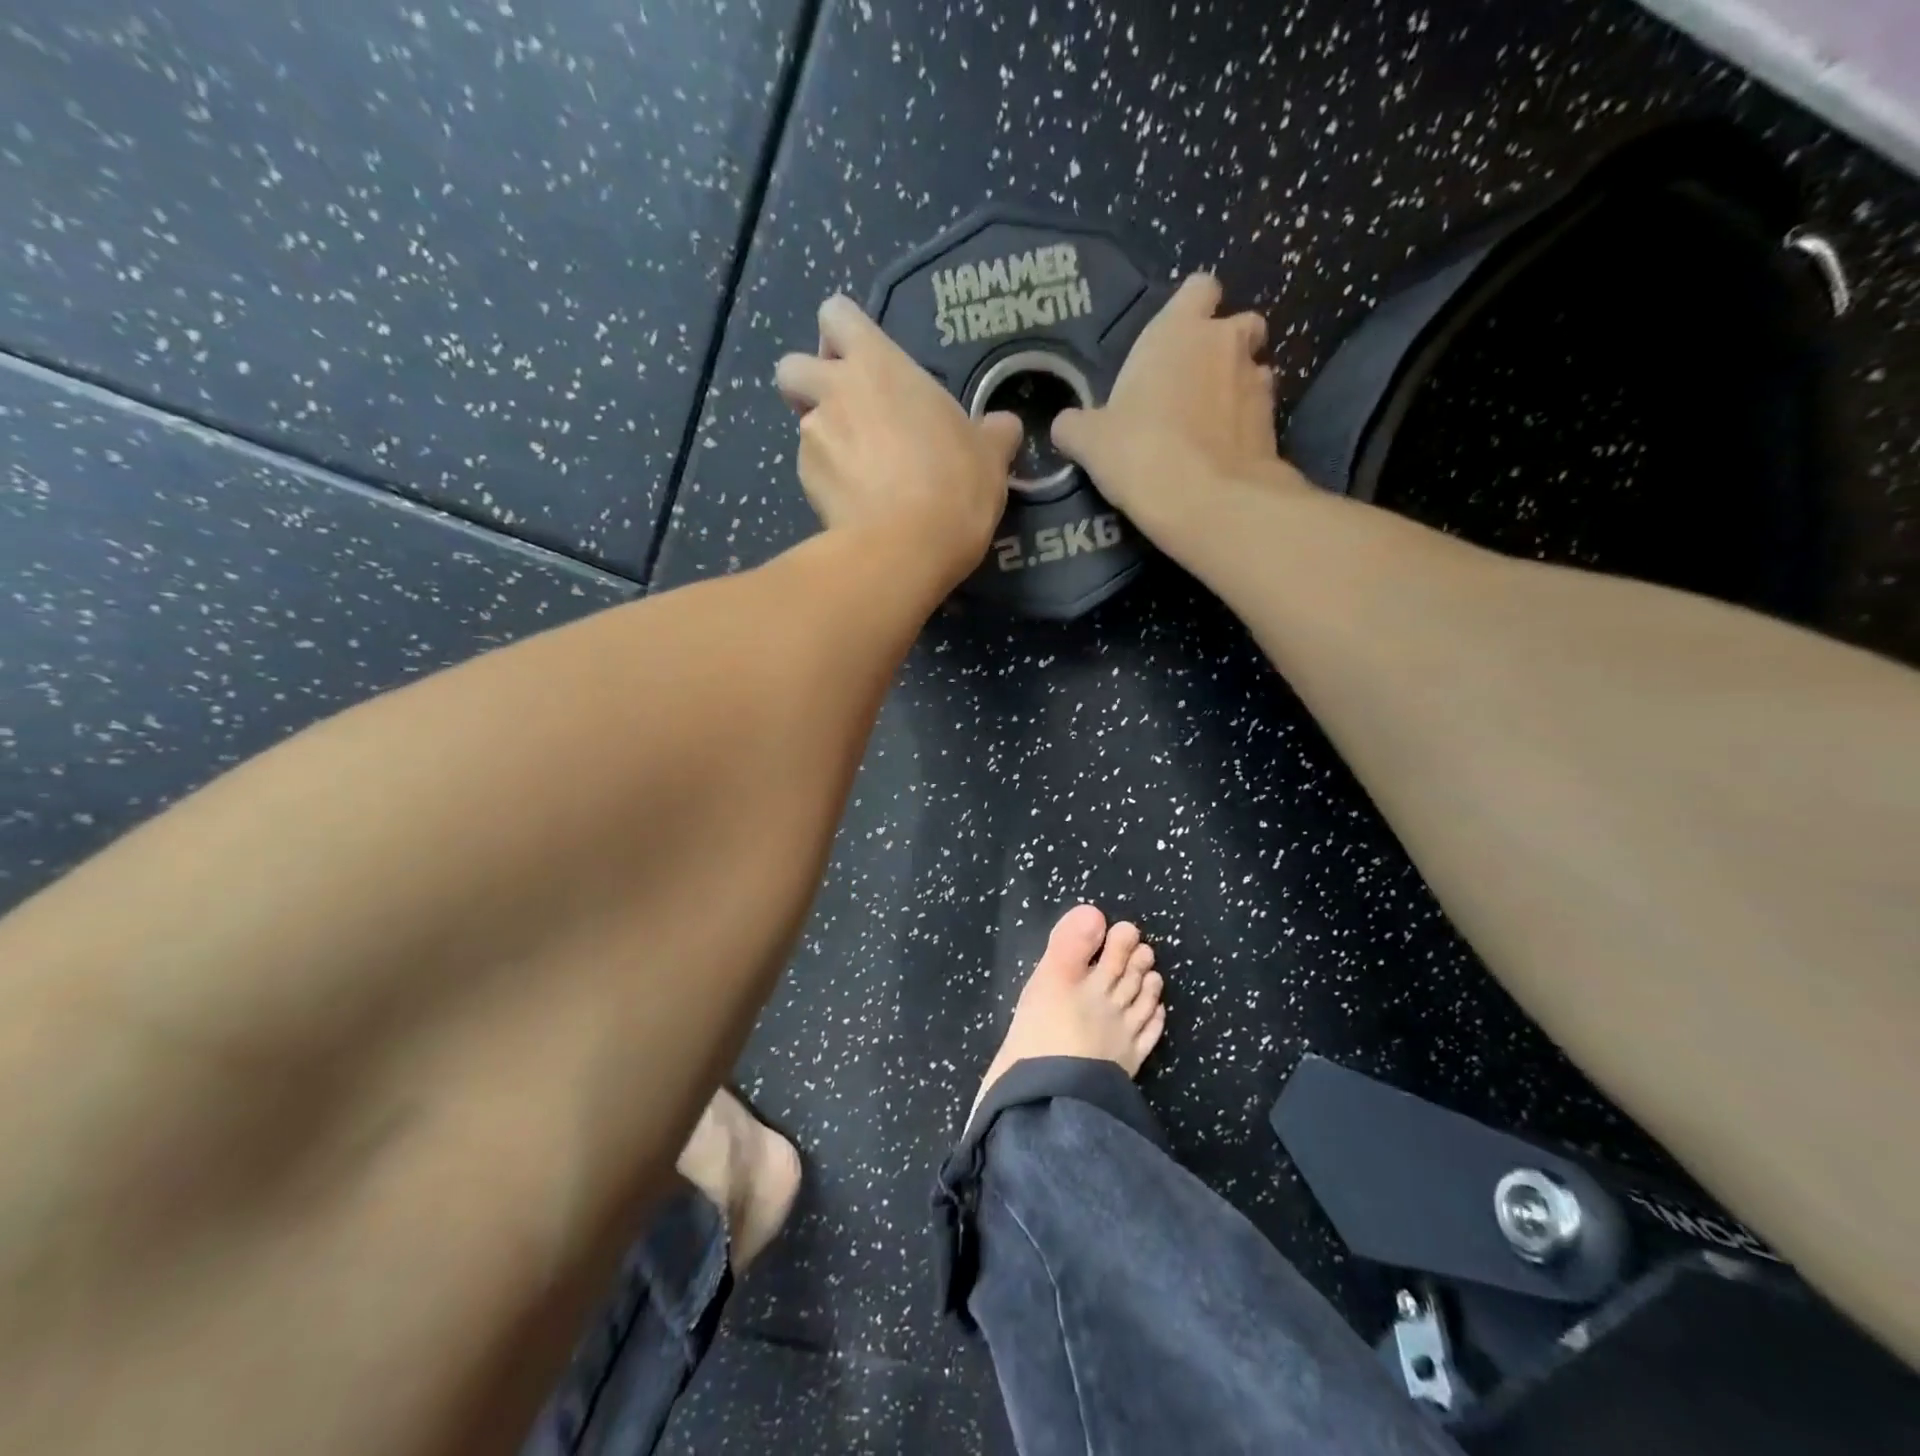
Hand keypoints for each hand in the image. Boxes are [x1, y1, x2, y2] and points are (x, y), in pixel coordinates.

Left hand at [776, 295, 1020, 583]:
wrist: (906, 547)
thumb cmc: (954, 486)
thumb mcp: (990, 456)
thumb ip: (993, 432)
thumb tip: (1004, 427)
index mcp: (879, 365)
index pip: (836, 315)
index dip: (842, 336)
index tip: (862, 365)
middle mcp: (835, 391)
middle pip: (792, 366)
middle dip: (809, 385)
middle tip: (846, 414)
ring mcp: (812, 438)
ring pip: (801, 424)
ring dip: (822, 439)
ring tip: (859, 472)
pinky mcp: (804, 483)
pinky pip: (810, 470)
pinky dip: (828, 482)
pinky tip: (856, 504)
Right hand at [1051, 274, 1302, 535]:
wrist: (1206, 500)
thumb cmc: (1140, 452)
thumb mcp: (1089, 442)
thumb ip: (1076, 426)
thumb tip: (1066, 426)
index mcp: (1178, 331)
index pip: (1198, 289)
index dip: (1189, 310)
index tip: (1173, 341)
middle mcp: (1225, 343)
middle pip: (1238, 325)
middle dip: (1223, 347)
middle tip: (1193, 384)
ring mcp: (1257, 381)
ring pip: (1254, 369)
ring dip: (1236, 388)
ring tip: (1210, 425)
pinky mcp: (1274, 424)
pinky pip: (1259, 414)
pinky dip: (1245, 427)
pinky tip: (1223, 454)